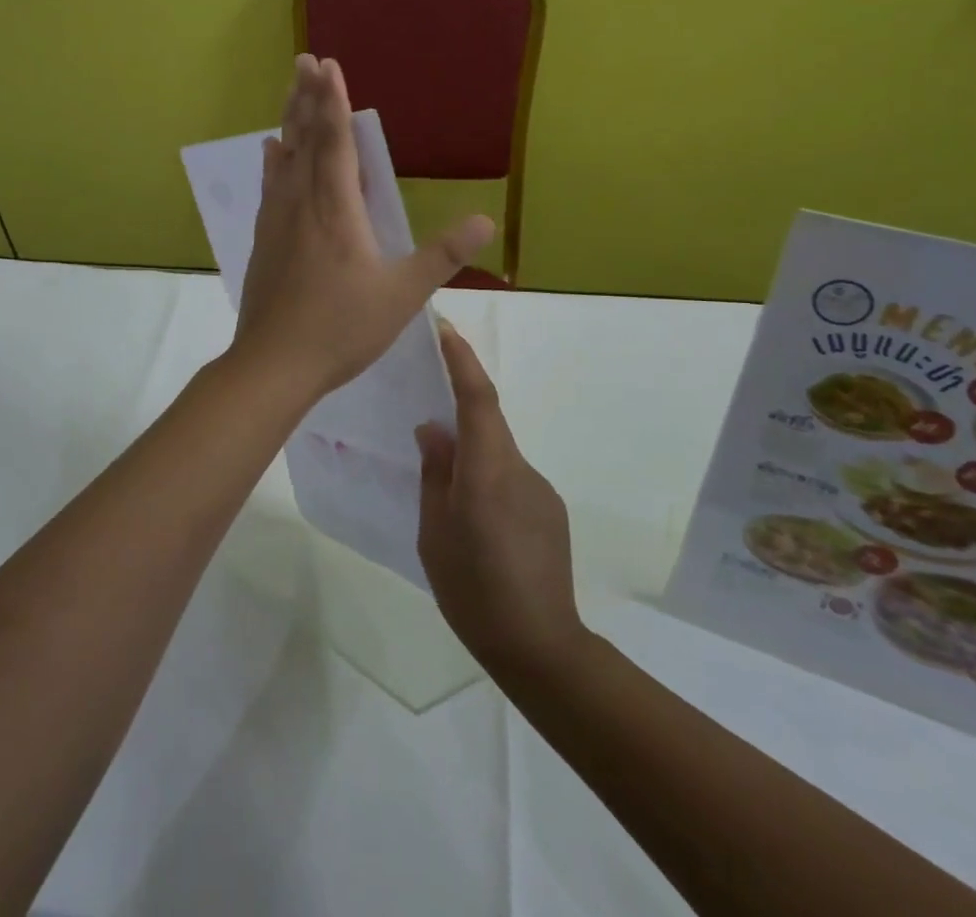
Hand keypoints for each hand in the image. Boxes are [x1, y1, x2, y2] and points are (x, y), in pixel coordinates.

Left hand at [230, 55, 493, 402]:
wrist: (274, 364)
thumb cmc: (341, 328)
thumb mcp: (402, 295)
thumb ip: (442, 256)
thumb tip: (485, 220)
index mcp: (336, 210)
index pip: (335, 142)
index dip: (332, 102)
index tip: (328, 65)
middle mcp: (302, 204)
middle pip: (304, 140)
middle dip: (306, 97)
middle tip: (303, 60)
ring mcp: (277, 222)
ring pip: (284, 159)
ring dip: (289, 121)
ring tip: (290, 93)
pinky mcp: (265, 241)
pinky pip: (271, 187)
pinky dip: (273, 162)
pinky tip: (270, 152)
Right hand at [416, 323, 584, 676]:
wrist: (541, 647)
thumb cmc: (473, 590)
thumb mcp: (434, 532)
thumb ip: (434, 473)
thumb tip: (432, 428)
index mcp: (487, 470)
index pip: (477, 398)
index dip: (462, 359)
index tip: (446, 328)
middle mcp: (520, 469)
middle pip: (487, 422)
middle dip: (458, 411)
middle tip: (424, 425)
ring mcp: (540, 489)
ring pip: (497, 454)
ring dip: (472, 459)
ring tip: (447, 500)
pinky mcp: (550, 510)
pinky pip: (511, 479)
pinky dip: (488, 482)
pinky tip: (477, 525)